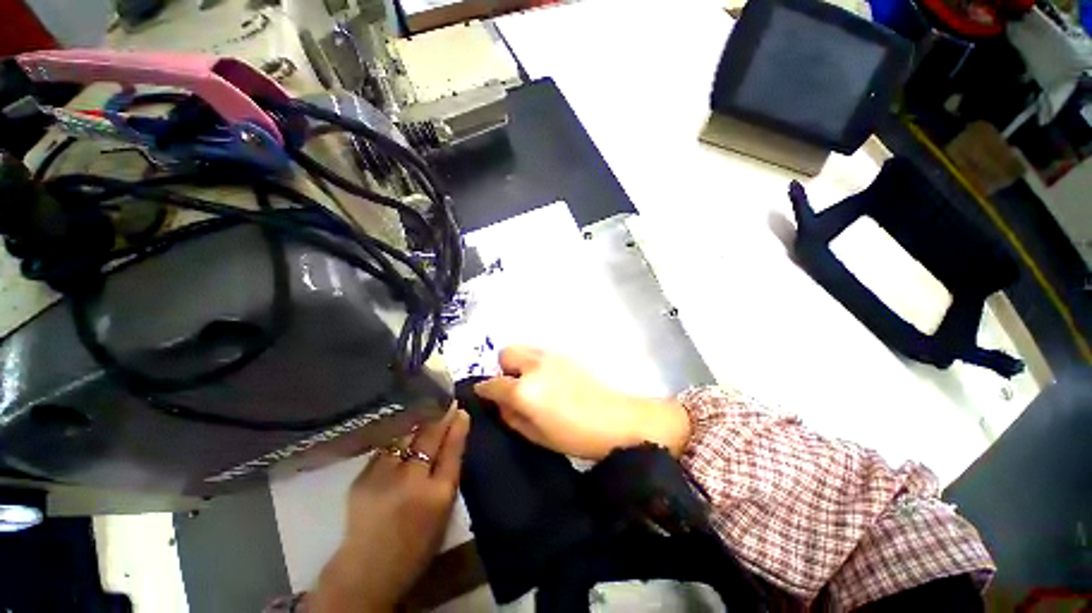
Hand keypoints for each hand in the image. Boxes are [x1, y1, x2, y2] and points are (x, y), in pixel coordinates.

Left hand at [310, 406, 469, 612]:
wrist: (367, 569)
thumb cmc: (415, 544)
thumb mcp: (444, 512)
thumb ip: (448, 475)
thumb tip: (453, 439)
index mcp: (438, 495)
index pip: (452, 451)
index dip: (458, 428)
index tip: (461, 411)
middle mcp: (412, 482)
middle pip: (430, 438)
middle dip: (440, 417)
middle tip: (447, 402)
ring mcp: (384, 477)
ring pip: (406, 437)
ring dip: (419, 421)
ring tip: (427, 408)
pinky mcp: (363, 477)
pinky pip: (387, 448)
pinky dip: (399, 437)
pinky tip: (404, 429)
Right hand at [474, 346, 689, 459]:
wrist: (615, 419)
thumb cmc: (574, 436)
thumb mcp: (535, 436)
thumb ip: (511, 417)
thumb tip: (499, 403)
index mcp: (524, 390)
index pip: (492, 383)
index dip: (484, 391)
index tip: (486, 397)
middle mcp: (534, 366)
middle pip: (506, 354)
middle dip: (504, 370)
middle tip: (515, 389)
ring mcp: (550, 356)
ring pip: (523, 349)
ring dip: (520, 364)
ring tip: (533, 383)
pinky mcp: (565, 354)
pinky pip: (539, 352)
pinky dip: (535, 363)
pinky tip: (549, 379)